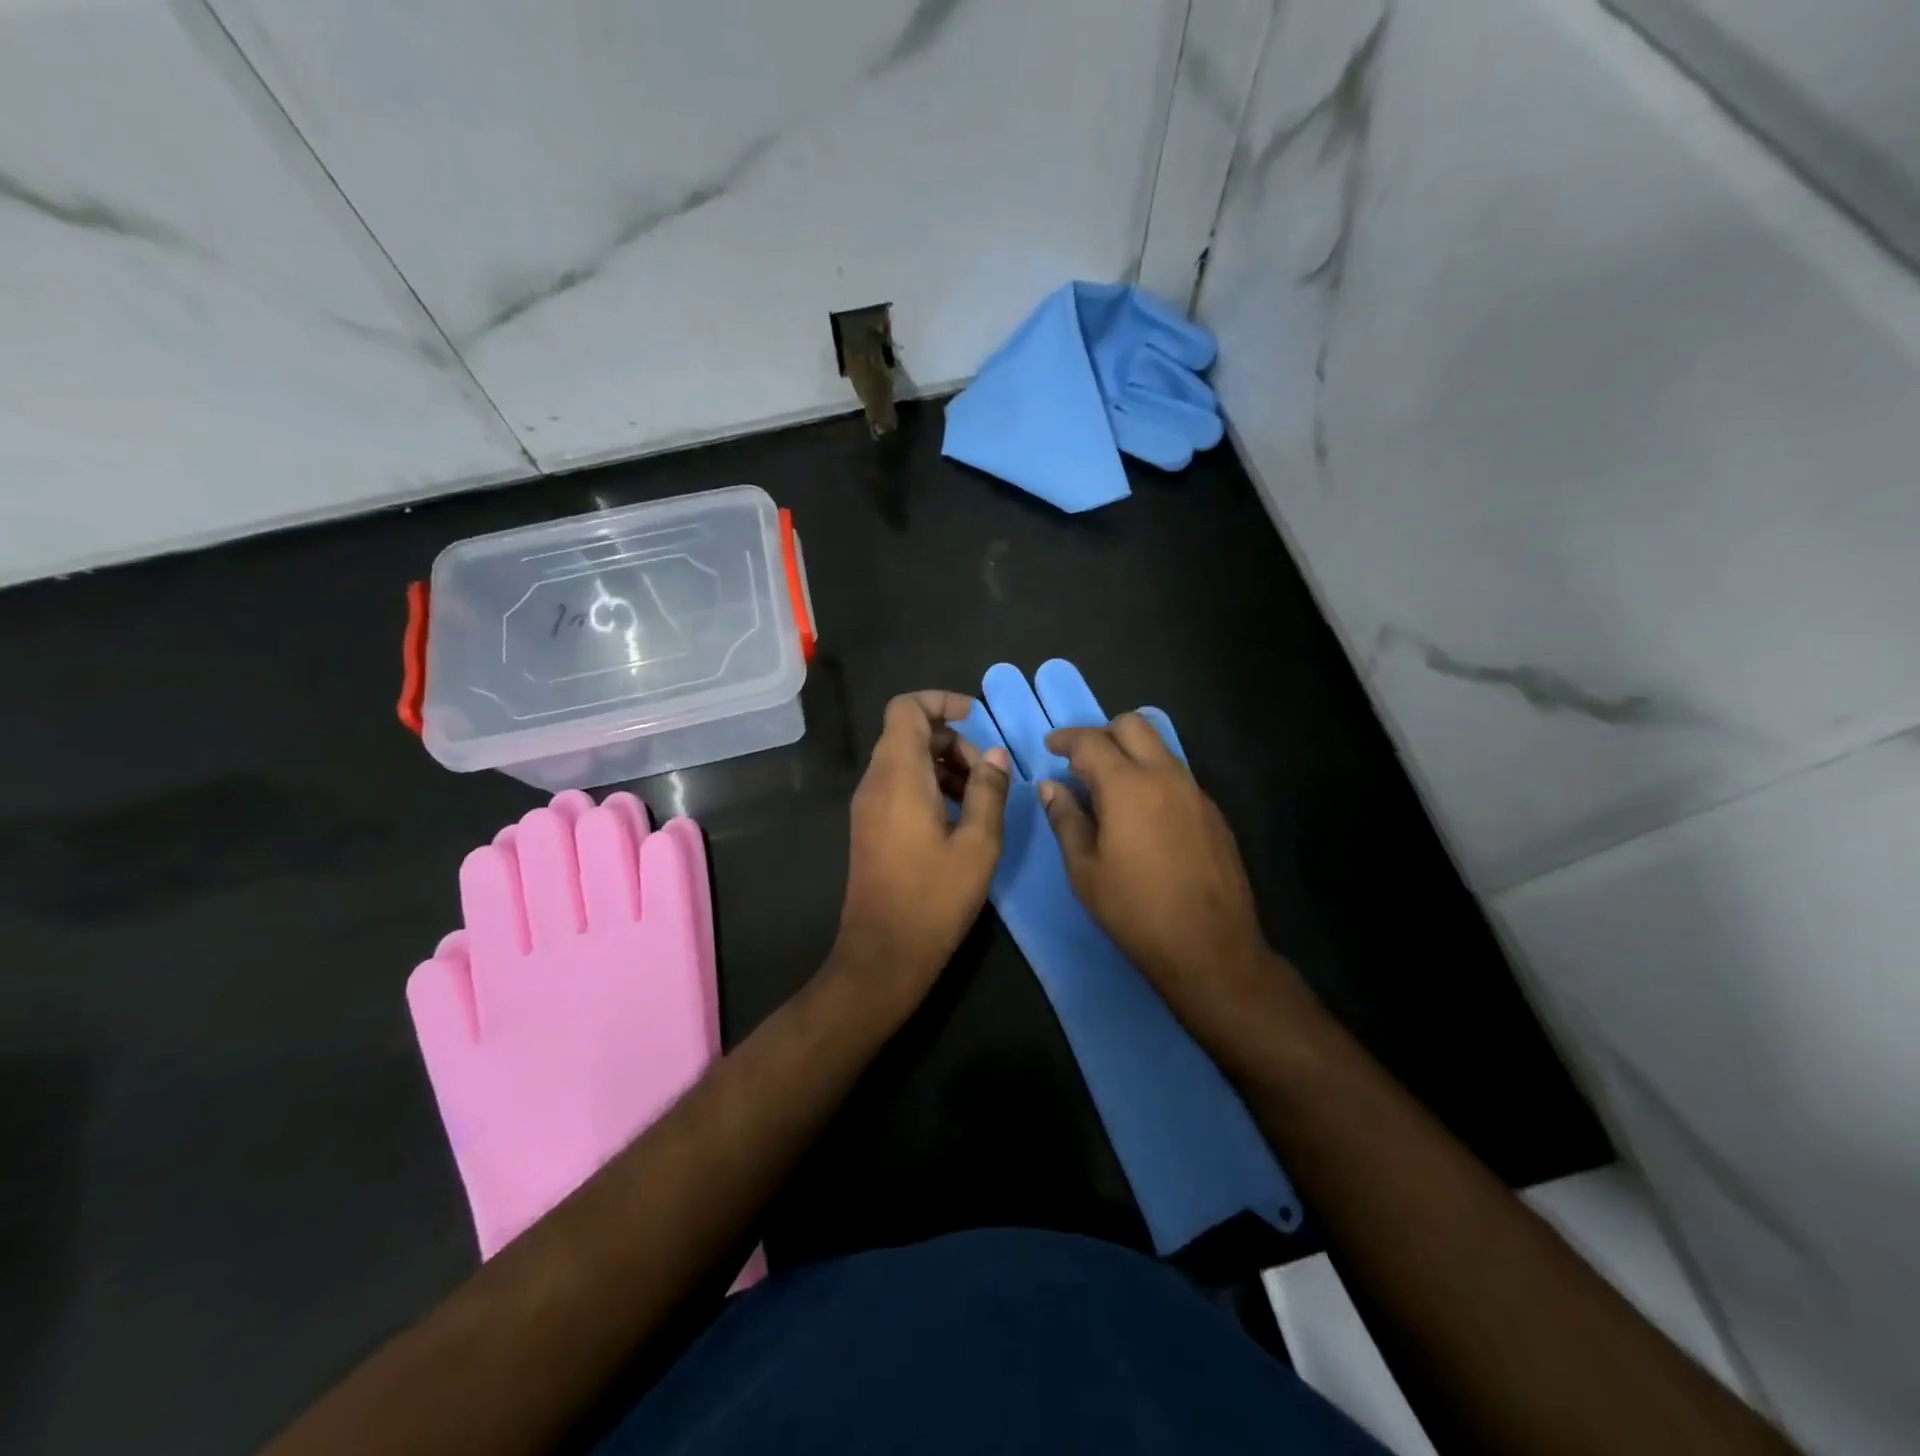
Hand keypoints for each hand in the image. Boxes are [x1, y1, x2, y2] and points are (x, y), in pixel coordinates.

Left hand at [835, 691, 1010, 1002]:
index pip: (905, 708)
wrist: (883, 954)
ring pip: (904, 759)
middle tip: (986, 772)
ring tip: (979, 795)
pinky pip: (898, 785)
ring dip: (943, 763)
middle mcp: (876, 782)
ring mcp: (868, 806)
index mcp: (898, 776)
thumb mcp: (978, 844)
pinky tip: (958, 816)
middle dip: (951, 739)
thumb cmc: (934, 898)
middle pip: (907, 732)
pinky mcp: (870, 826)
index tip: (976, 718)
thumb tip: (994, 755)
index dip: (940, 701)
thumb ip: (988, 791)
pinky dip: (928, 784)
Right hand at [1040, 715, 1284, 1029]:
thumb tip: (1052, 787)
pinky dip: (1153, 777)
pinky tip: (1142, 814)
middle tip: (1081, 761)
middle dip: (1102, 733)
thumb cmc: (1135, 910)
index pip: (1092, 741)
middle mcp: (1166, 777)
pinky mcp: (1213, 813)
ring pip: (1159, 748)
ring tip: (1109, 787)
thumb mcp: (1085, 870)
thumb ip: (1066, 819)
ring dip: (1131, 753)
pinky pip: (1177, 775)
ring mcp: (1195, 793)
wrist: (1210, 948)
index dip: (1066, 739)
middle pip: (1133, 725)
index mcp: (1128, 786)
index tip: (1050, 747)